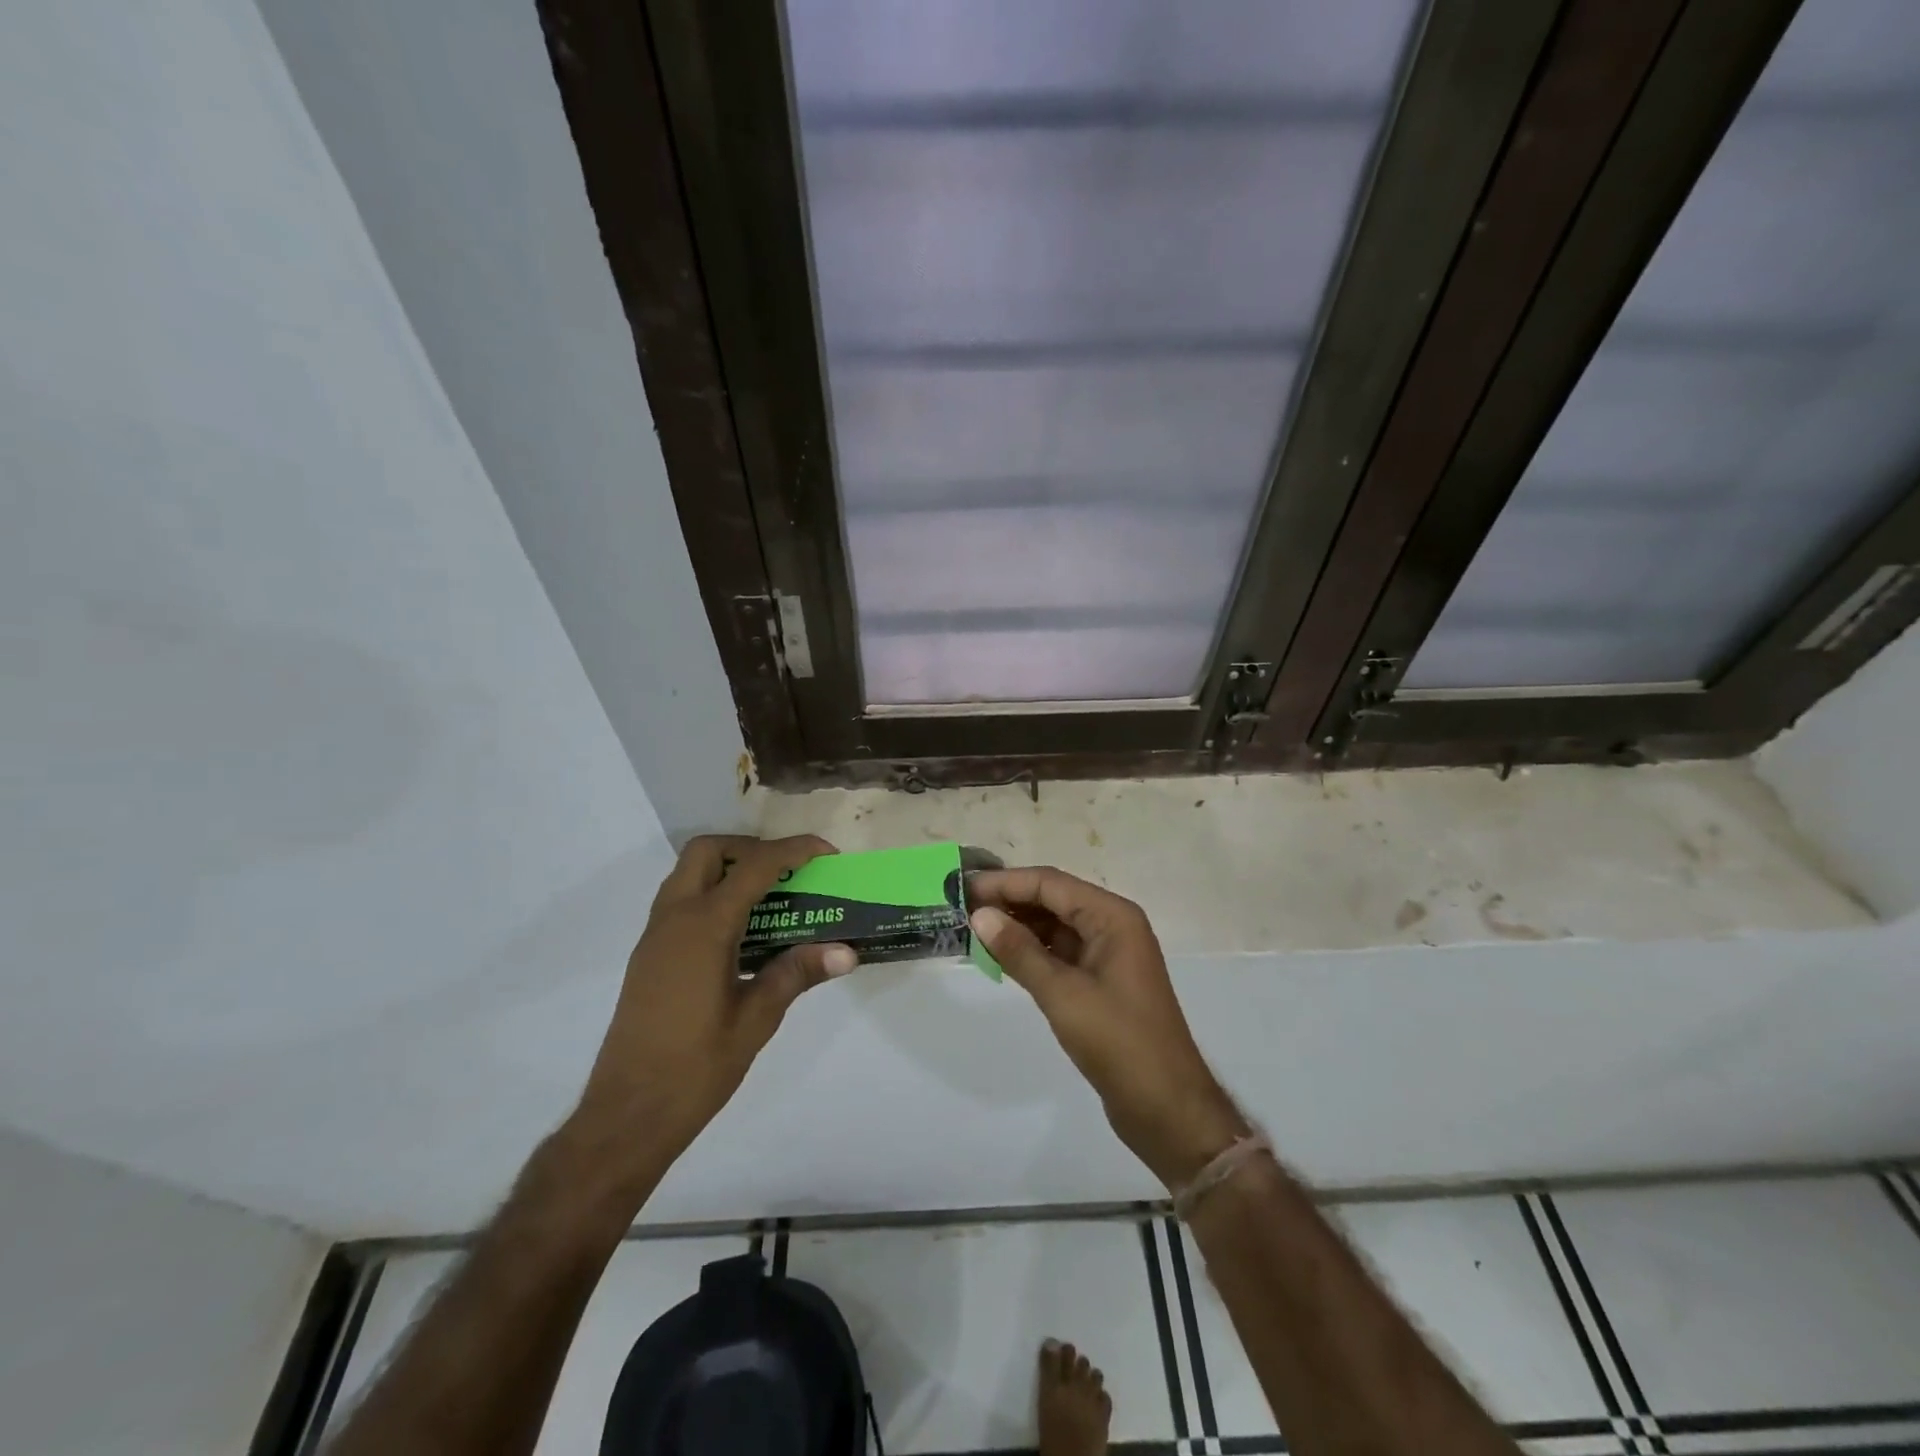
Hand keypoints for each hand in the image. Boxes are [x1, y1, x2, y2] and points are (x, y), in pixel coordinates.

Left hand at [572, 835, 855, 1166]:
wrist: (627, 1115)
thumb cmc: (696, 1068)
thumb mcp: (756, 1019)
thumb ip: (797, 974)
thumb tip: (846, 952)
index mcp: (704, 927)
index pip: (754, 866)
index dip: (793, 851)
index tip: (827, 853)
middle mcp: (674, 918)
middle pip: (708, 851)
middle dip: (751, 848)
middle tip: (787, 872)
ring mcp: (655, 936)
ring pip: (688, 874)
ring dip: (728, 870)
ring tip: (770, 898)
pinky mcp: (649, 956)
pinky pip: (681, 901)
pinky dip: (713, 895)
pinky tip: (741, 934)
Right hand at [969, 867, 1244, 1188]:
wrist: (1167, 1107)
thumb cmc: (1119, 1042)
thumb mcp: (1063, 994)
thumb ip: (1020, 951)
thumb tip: (980, 915)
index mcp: (1112, 916)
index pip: (1050, 883)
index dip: (1005, 882)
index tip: (964, 888)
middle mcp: (1113, 925)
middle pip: (1054, 899)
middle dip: (1010, 901)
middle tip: (961, 907)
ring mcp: (1108, 954)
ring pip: (1055, 926)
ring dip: (1018, 925)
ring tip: (973, 928)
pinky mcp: (1101, 981)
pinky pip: (1060, 952)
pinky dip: (1031, 950)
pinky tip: (1001, 955)